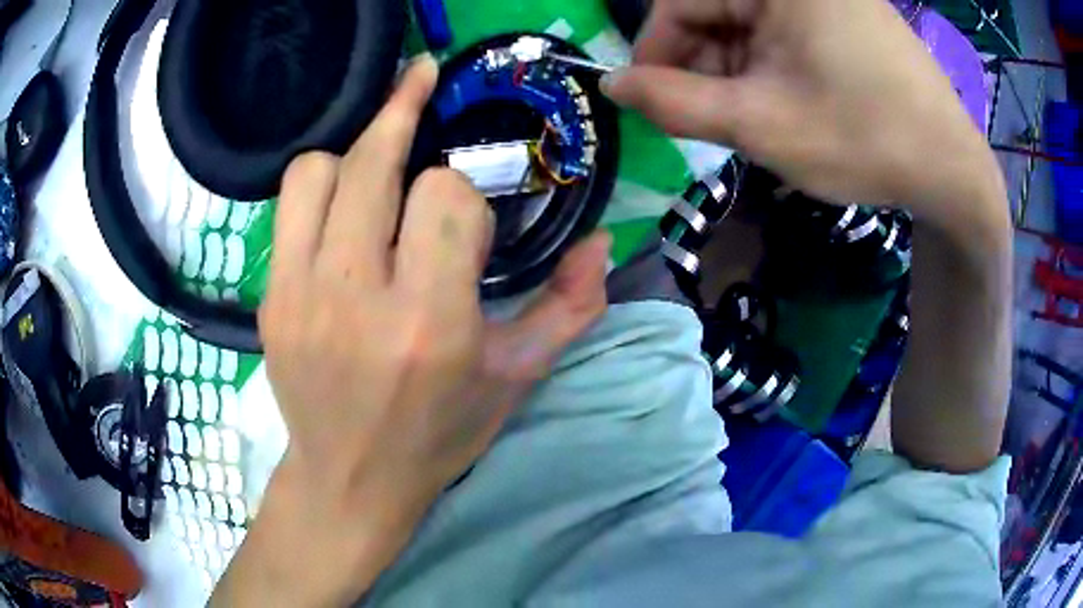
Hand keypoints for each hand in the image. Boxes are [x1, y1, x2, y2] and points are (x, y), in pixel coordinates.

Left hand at [211, 56, 609, 606]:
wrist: (351, 478)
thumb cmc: (438, 434)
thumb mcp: (517, 378)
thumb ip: (570, 306)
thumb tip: (601, 241)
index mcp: (431, 323)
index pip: (446, 197)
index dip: (464, 197)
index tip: (464, 231)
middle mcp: (357, 299)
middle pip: (374, 161)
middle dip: (405, 112)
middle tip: (422, 78)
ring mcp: (299, 296)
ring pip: (317, 169)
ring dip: (355, 153)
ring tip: (375, 165)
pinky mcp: (270, 300)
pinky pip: (287, 206)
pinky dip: (319, 188)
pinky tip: (341, 207)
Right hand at [606, 0, 1011, 473]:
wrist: (952, 170)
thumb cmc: (863, 140)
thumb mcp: (761, 125)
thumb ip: (675, 103)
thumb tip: (611, 85)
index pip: (681, 3)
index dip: (658, 53)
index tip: (656, 104)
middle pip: (717, 12)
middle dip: (705, 67)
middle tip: (716, 122)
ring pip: (749, 26)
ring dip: (738, 72)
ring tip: (757, 120)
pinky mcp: (845, 16)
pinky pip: (784, 32)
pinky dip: (771, 68)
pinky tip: (785, 103)